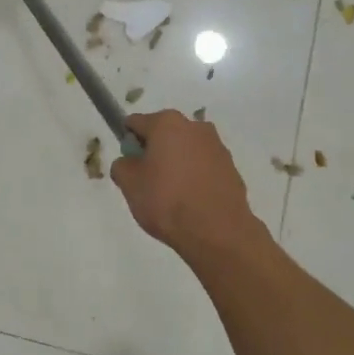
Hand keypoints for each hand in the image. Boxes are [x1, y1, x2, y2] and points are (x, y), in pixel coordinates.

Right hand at [109, 110, 261, 258]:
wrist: (217, 232)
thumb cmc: (167, 201)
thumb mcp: (129, 185)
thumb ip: (122, 166)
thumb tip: (129, 162)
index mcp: (166, 123)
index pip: (135, 123)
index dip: (128, 143)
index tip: (129, 167)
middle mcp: (194, 126)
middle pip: (164, 134)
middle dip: (154, 152)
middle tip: (149, 183)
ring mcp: (217, 145)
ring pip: (186, 149)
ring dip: (177, 163)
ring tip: (173, 195)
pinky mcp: (231, 167)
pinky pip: (204, 166)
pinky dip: (196, 176)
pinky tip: (192, 200)